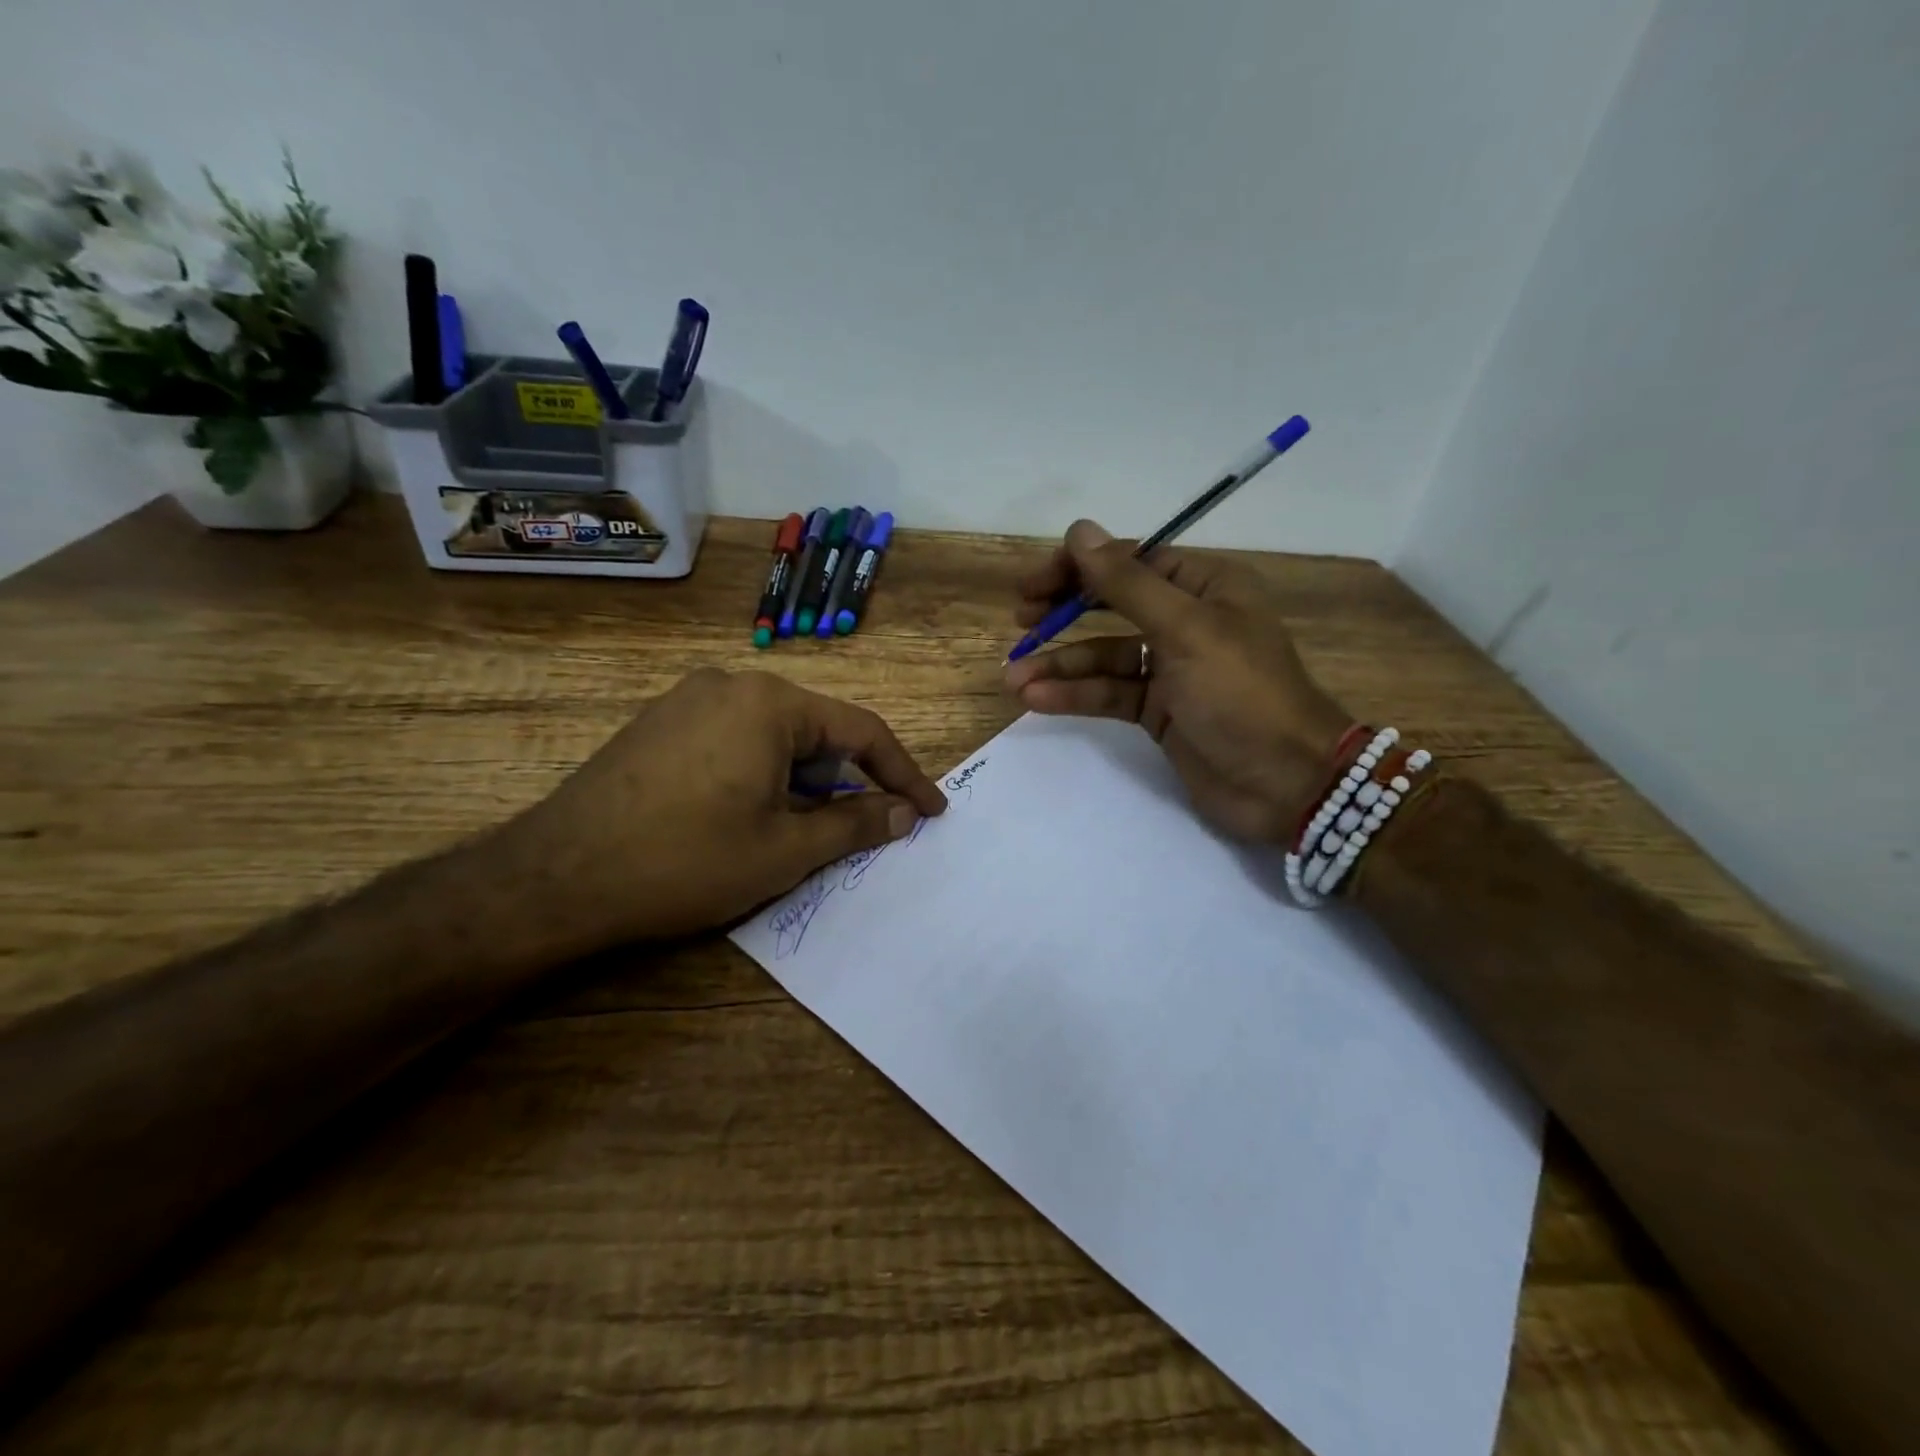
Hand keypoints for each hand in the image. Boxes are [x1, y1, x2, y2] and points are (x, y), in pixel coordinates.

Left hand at [499, 669, 946, 946]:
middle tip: (859, 829)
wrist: (555, 878)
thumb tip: (904, 812)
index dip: (903, 774)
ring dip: (801, 780)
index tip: (931, 810)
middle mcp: (731, 684)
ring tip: (798, 831)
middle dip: (844, 780)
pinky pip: (734, 739)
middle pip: (816, 729)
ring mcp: (688, 699)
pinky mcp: (659, 723)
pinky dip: (761, 773)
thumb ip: (854, 824)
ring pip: (774, 736)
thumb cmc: (686, 860)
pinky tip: (747, 816)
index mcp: (770, 703)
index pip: (862, 731)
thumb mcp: (784, 850)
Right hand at [1004, 520, 1351, 843]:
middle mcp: (1187, 619)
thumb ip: (1127, 583)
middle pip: (1112, 604)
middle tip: (1020, 620)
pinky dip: (1075, 695)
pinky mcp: (1158, 710)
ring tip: (1014, 679)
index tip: (1032, 585)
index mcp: (1205, 586)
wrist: (1286, 784)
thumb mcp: (1185, 630)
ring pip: (1104, 655)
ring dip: (1060, 665)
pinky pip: (1109, 692)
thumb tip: (1079, 530)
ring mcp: (1171, 668)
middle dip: (1064, 612)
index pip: (1130, 560)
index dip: (1078, 567)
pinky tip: (1037, 700)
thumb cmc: (1241, 694)